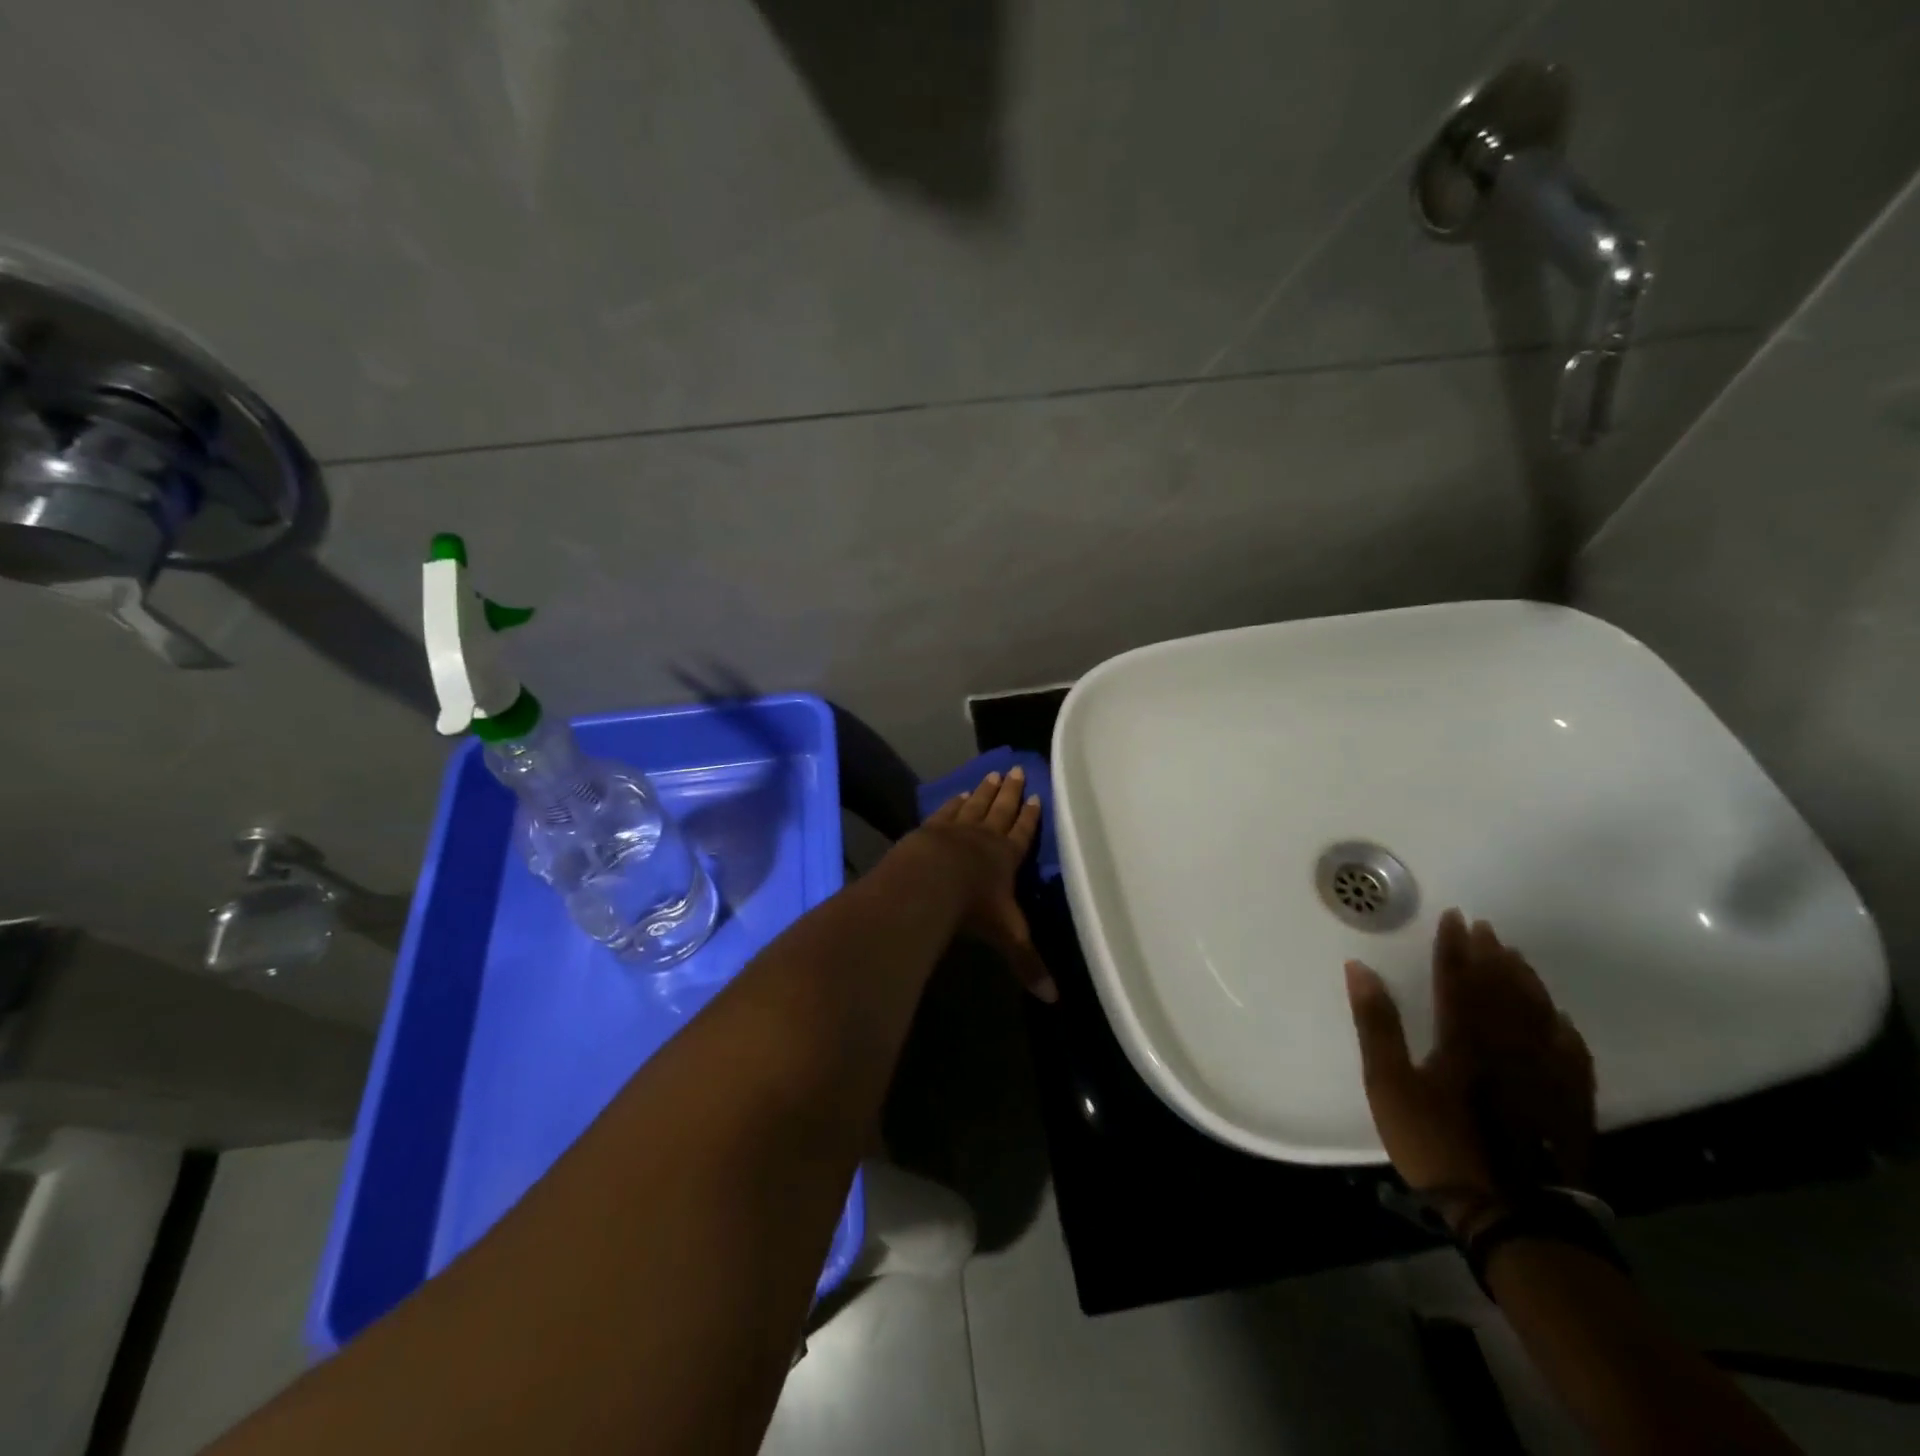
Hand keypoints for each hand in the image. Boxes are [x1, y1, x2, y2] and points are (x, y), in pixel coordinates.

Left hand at [906, 767, 1055, 1001]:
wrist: (930, 883)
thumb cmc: (974, 908)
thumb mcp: (1007, 937)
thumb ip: (1028, 963)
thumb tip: (1054, 1000)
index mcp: (1007, 858)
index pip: (1023, 834)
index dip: (1030, 818)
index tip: (1035, 796)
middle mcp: (984, 838)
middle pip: (1000, 811)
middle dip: (1009, 792)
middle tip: (1015, 768)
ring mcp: (956, 830)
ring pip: (975, 805)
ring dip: (985, 791)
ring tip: (991, 774)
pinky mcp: (930, 830)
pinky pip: (946, 812)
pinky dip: (954, 802)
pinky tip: (957, 794)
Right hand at [1345, 910, 1594, 1231]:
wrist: (1509, 1214)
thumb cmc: (1438, 1142)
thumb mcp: (1389, 1083)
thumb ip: (1377, 1023)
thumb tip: (1360, 969)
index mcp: (1464, 1038)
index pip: (1458, 979)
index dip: (1454, 947)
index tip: (1455, 917)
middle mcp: (1509, 1046)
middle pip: (1501, 990)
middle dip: (1491, 955)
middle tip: (1486, 928)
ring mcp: (1545, 1075)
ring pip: (1539, 1015)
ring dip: (1526, 982)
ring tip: (1517, 958)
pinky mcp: (1569, 1104)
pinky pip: (1572, 1054)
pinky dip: (1563, 1029)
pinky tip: (1560, 1019)